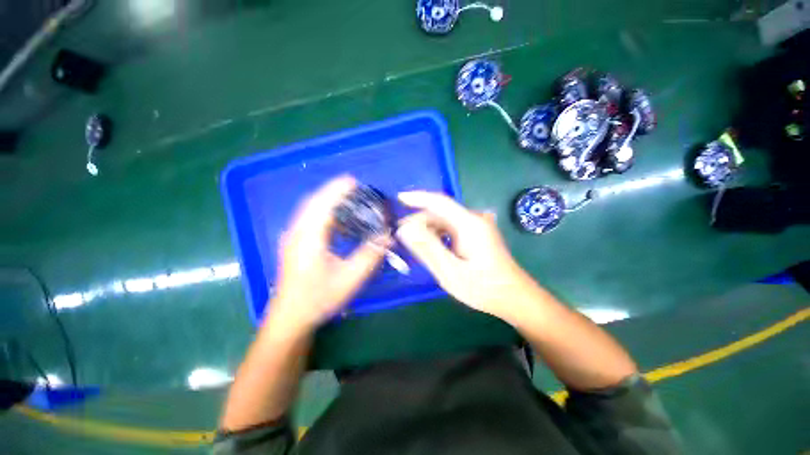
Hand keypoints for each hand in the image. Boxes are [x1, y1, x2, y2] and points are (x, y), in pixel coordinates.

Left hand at [268, 176, 388, 331]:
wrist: (290, 317)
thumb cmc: (318, 298)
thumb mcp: (349, 278)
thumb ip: (369, 255)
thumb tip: (387, 236)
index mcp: (308, 238)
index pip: (322, 205)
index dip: (337, 189)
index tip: (353, 181)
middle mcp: (297, 233)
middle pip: (313, 203)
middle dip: (333, 191)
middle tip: (355, 188)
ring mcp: (293, 238)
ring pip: (310, 210)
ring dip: (328, 201)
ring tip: (349, 199)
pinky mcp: (295, 244)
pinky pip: (310, 220)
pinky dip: (325, 213)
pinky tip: (339, 221)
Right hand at [396, 191, 542, 322]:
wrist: (514, 297)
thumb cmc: (484, 288)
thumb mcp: (451, 271)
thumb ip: (428, 248)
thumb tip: (405, 229)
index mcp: (469, 224)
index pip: (439, 202)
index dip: (417, 198)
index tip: (398, 198)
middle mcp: (474, 219)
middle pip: (440, 212)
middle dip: (419, 221)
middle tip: (401, 235)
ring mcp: (477, 226)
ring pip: (445, 220)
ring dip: (427, 229)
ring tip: (412, 243)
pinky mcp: (477, 233)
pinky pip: (451, 228)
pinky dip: (437, 234)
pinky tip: (430, 246)